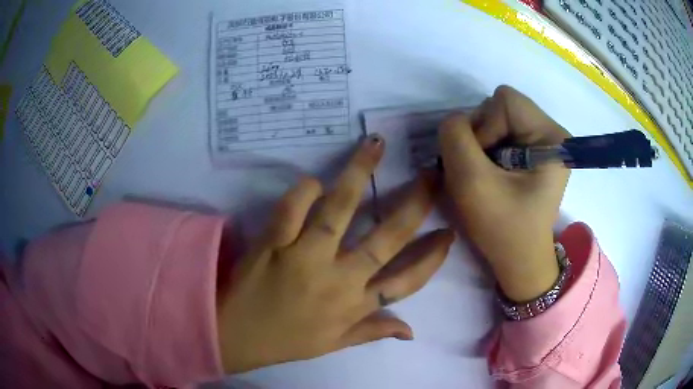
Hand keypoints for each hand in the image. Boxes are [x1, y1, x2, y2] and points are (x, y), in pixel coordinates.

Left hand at [216, 135, 453, 372]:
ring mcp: (305, 257)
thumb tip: (411, 331)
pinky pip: (293, 207)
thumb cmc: (288, 341)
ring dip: (360, 173)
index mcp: (354, 305)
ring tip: (376, 144)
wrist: (237, 336)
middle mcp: (338, 279)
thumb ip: (373, 332)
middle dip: (414, 204)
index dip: (432, 258)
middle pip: (386, 238)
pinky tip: (314, 182)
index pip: (406, 281)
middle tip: (431, 175)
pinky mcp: (274, 242)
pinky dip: (305, 190)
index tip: (448, 233)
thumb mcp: (335, 344)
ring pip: (339, 209)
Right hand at [439, 85, 570, 301]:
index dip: (484, 126)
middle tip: (482, 172)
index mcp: (551, 136)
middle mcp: (551, 132)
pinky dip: (487, 151)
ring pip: (497, 119)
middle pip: (501, 106)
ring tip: (486, 176)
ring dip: (482, 145)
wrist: (519, 260)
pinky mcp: (534, 151)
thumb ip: (455, 138)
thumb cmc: (503, 229)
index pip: (505, 100)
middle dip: (482, 136)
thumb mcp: (471, 182)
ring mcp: (543, 141)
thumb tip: (454, 121)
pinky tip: (492, 175)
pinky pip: (501, 133)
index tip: (482, 164)